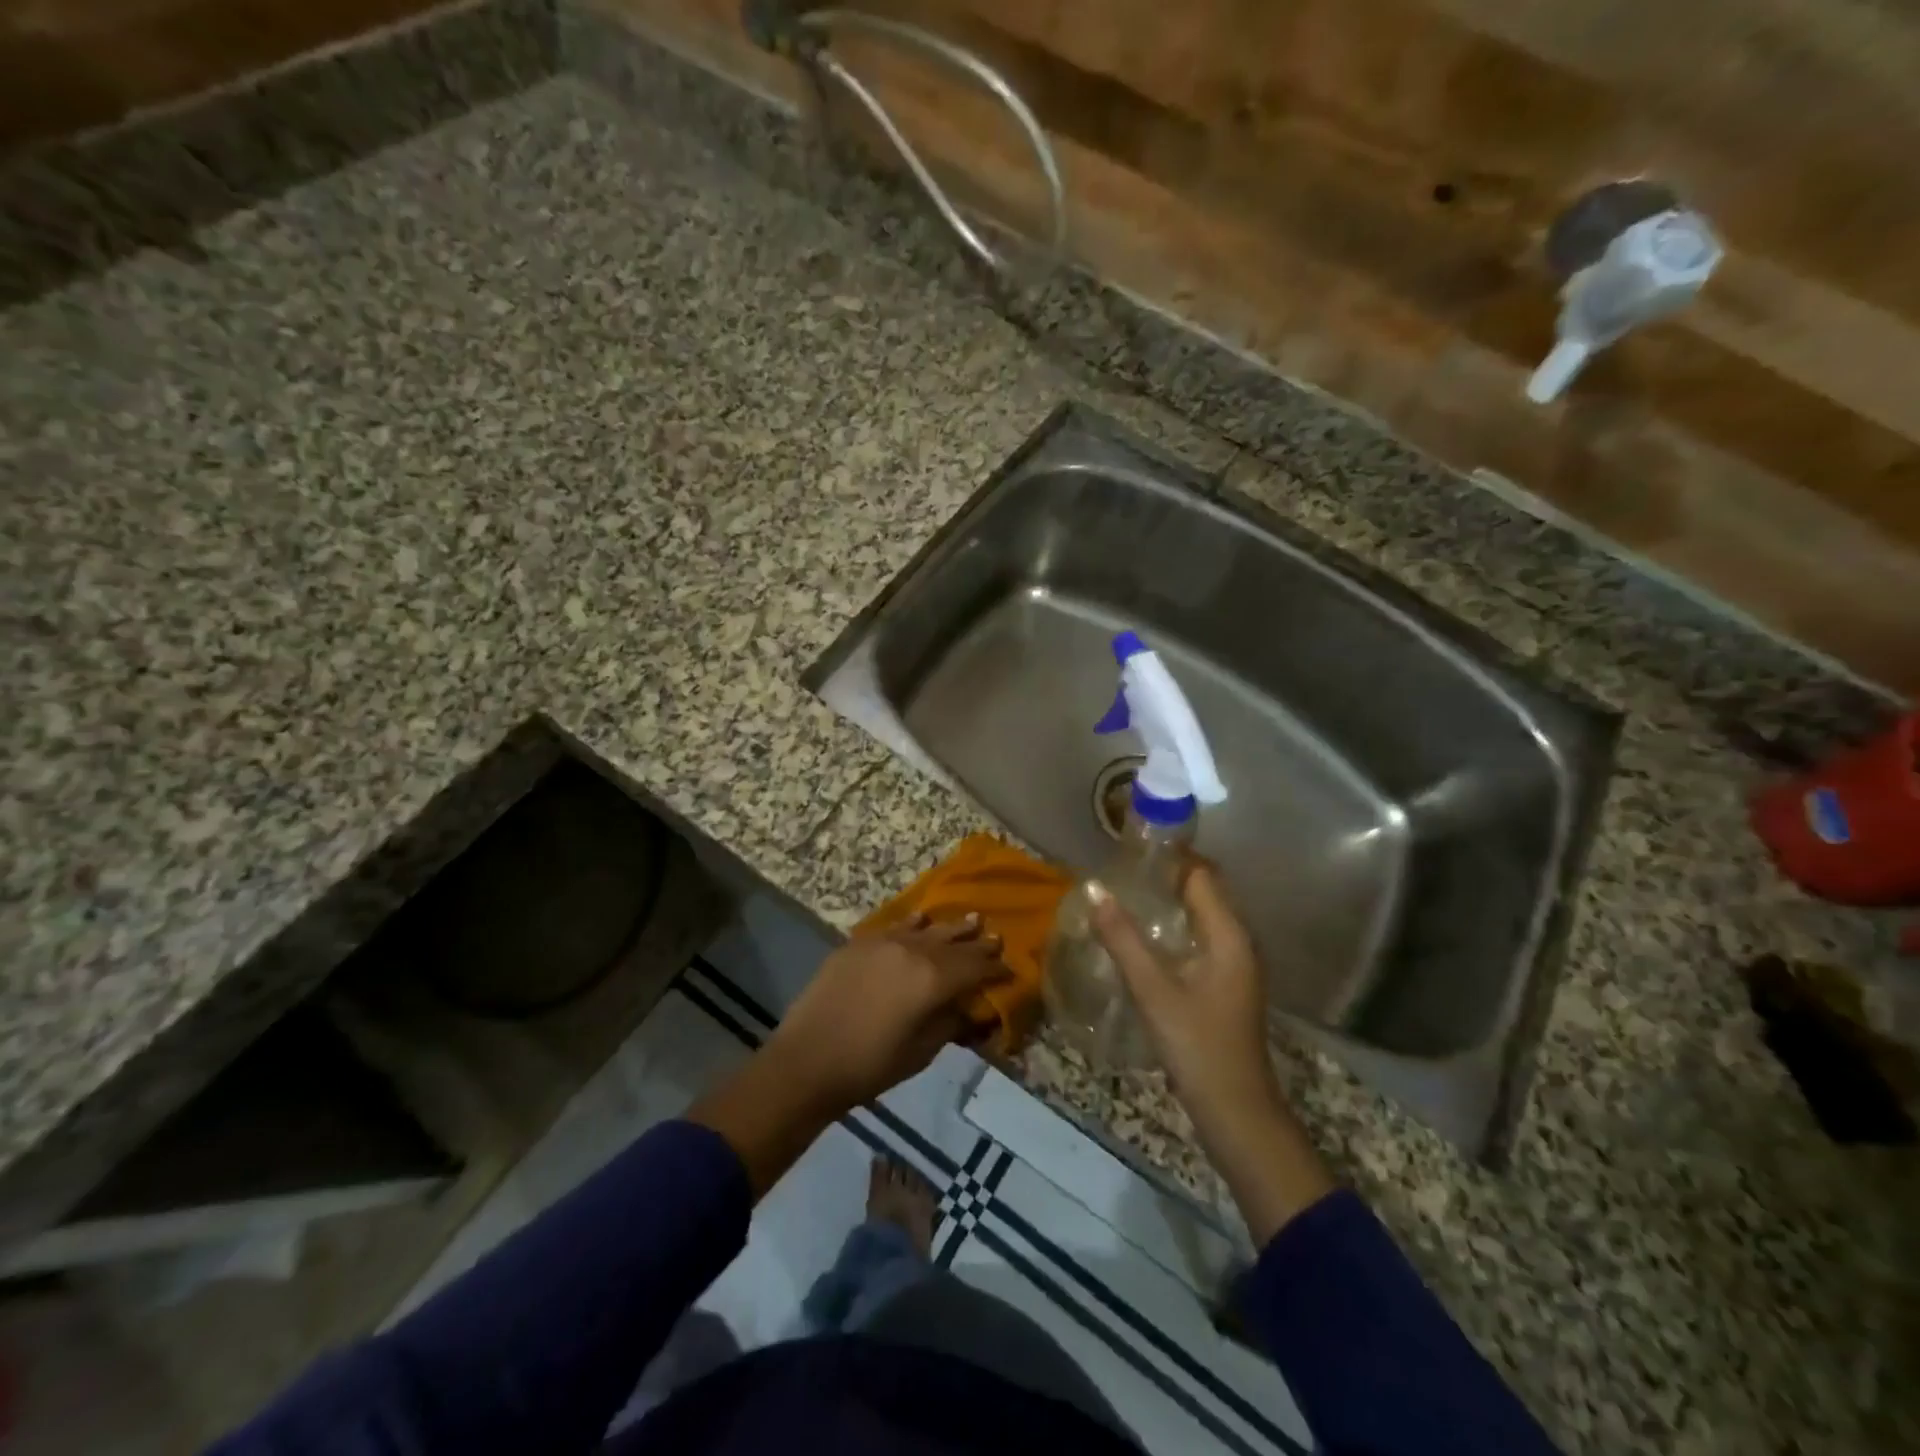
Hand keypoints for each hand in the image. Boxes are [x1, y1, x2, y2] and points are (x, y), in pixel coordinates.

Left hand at [768, 913, 1008, 1113]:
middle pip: (954, 943)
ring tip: (970, 920)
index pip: (975, 967)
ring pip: (927, 929)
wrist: (808, 1060)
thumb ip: (950, 1022)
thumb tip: (970, 1008)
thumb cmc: (871, 1066)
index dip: (995, 968)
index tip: (1009, 969)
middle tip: (996, 937)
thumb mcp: (922, 1051)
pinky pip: (896, 927)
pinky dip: (914, 924)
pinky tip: (921, 920)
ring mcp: (884, 942)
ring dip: (950, 927)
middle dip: (977, 943)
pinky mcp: (859, 943)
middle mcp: (913, 950)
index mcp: (934, 979)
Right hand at [1090, 866, 1333, 1241]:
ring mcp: (1235, 964)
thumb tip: (1094, 891)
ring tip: (1125, 897)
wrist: (1236, 1111)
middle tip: (1121, 871)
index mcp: (1229, 935)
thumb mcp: (1153, 990)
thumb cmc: (1197, 1046)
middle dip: (1166, 876)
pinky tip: (1144, 938)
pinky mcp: (1226, 983)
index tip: (1131, 849)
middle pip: (1204, 891)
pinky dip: (1175, 927)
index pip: (1202, 874)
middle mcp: (1238, 941)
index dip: (1170, 856)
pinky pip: (1201, 937)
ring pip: (1202, 915)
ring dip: (1169, 902)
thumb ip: (1122, 939)